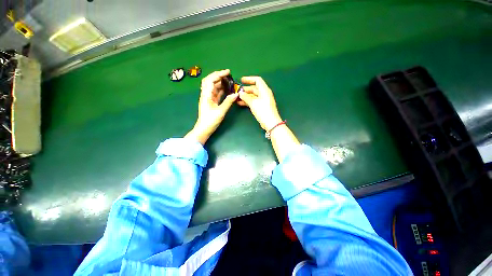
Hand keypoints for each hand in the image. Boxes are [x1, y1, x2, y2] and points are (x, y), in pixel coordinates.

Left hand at [185, 69, 238, 144]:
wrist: (203, 130)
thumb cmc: (210, 121)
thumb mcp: (220, 112)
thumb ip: (228, 102)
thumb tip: (236, 93)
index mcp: (206, 95)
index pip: (210, 80)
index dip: (218, 74)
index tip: (227, 72)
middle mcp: (206, 94)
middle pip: (209, 80)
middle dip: (218, 75)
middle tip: (228, 73)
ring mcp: (208, 98)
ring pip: (212, 85)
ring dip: (219, 81)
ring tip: (229, 79)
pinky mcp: (210, 101)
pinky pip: (215, 91)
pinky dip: (220, 87)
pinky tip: (227, 87)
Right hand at [238, 76, 281, 129]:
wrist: (271, 123)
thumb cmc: (263, 111)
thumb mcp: (253, 103)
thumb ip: (245, 97)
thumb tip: (240, 93)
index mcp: (264, 90)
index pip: (257, 80)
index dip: (249, 79)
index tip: (241, 80)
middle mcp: (264, 93)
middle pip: (254, 87)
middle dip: (245, 89)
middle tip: (237, 91)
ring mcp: (263, 100)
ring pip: (253, 94)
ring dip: (245, 95)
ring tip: (237, 97)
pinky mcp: (262, 106)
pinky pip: (254, 100)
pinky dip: (247, 100)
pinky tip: (240, 103)